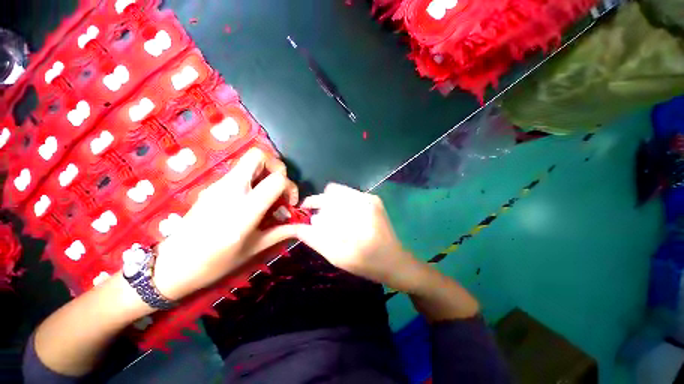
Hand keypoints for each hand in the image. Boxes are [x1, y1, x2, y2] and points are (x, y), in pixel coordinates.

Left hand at [153, 148, 298, 300]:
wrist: (171, 265)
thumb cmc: (215, 262)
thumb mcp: (254, 249)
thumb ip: (280, 232)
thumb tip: (300, 226)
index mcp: (245, 209)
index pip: (276, 180)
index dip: (290, 187)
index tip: (289, 203)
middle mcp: (231, 190)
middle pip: (258, 155)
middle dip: (276, 166)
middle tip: (279, 186)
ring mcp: (218, 185)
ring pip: (247, 161)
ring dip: (264, 171)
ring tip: (267, 194)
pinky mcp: (212, 187)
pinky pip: (238, 172)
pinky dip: (253, 178)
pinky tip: (251, 199)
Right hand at [295, 183, 420, 291]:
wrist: (396, 262)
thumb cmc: (368, 263)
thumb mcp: (338, 256)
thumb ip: (315, 239)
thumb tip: (296, 226)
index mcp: (358, 212)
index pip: (326, 199)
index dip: (311, 204)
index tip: (304, 212)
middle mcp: (365, 199)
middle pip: (332, 192)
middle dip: (320, 204)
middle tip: (316, 220)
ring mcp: (371, 198)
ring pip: (340, 193)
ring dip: (330, 204)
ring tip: (330, 222)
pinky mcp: (374, 200)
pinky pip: (349, 196)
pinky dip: (340, 205)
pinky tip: (342, 220)